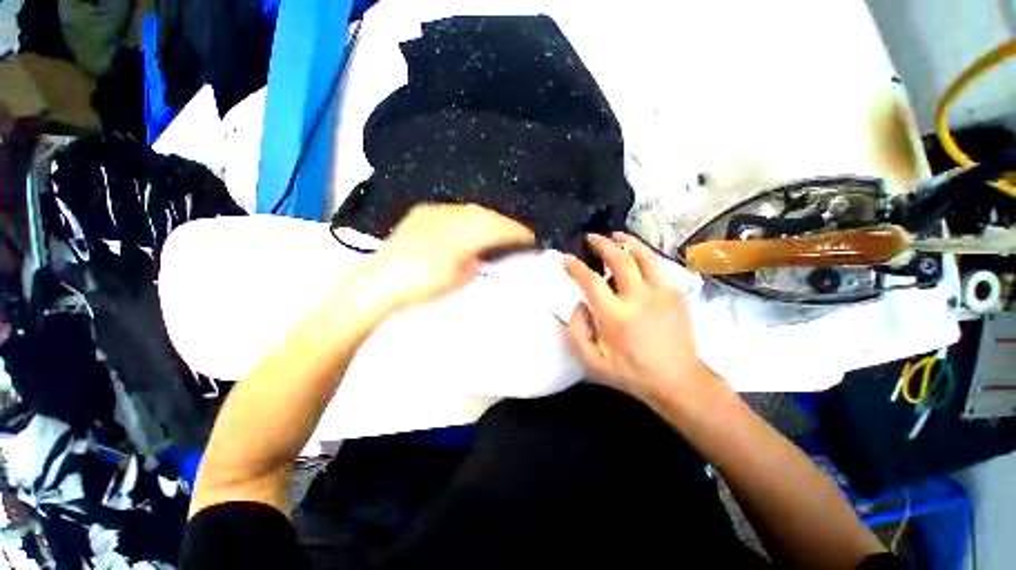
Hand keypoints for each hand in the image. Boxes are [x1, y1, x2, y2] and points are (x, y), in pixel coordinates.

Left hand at [367, 203, 534, 310]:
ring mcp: (435, 211)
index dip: (519, 230)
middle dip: (508, 220)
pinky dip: (470, 212)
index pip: (499, 228)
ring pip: (473, 208)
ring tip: (501, 223)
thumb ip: (479, 262)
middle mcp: (451, 217)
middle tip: (522, 228)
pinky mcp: (424, 210)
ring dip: (491, 215)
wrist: (381, 282)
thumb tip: (488, 251)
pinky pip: (455, 207)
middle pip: (489, 214)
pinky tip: (474, 218)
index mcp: (462, 237)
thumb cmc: (423, 286)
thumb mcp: (460, 278)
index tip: (533, 234)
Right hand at [563, 233, 720, 403]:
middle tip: (590, 237)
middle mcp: (639, 299)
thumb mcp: (593, 362)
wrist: (679, 381)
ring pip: (644, 256)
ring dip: (627, 241)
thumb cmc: (631, 373)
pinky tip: (636, 253)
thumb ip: (576, 333)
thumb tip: (579, 305)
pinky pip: (658, 266)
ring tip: (615, 234)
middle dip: (602, 244)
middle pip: (620, 259)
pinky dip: (644, 255)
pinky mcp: (676, 295)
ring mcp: (662, 294)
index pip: (591, 282)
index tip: (566, 258)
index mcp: (616, 317)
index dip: (576, 267)